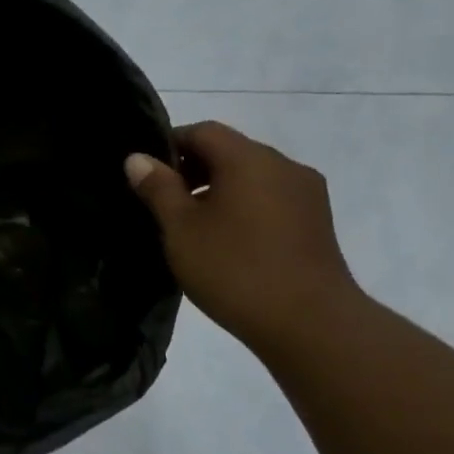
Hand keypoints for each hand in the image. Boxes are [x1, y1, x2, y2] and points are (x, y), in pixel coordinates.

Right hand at [125, 122, 359, 354]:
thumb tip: (138, 158)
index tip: (145, 174)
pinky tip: (227, 241)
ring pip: (252, 176)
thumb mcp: (181, 229)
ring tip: (192, 226)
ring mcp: (306, 194)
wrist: (310, 323)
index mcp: (249, 159)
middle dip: (193, 168)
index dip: (170, 144)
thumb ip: (158, 188)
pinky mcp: (316, 222)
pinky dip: (243, 207)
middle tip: (162, 203)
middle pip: (230, 151)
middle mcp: (283, 165)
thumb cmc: (234, 269)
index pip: (203, 131)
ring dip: (219, 189)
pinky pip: (270, 199)